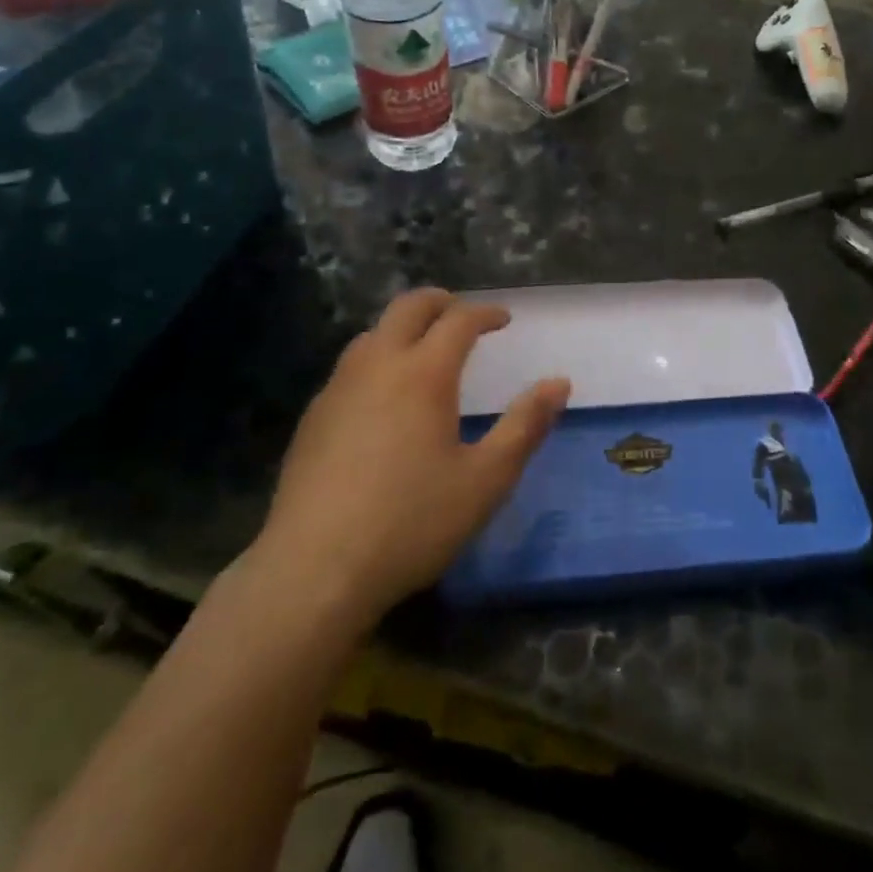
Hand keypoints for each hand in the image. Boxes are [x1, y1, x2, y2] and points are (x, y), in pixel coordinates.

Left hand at [253, 289, 569, 623]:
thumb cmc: (412, 522)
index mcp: (424, 373)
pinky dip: (376, 359)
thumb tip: (559, 383)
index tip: (503, 320)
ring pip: (372, 333)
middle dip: (440, 302)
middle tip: (462, 314)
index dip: (485, 313)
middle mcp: (378, 365)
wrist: (315, 569)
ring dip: (403, 328)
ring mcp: (338, 388)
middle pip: (408, 307)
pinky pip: (350, 367)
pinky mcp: (313, 417)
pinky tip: (382, 398)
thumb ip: (526, 426)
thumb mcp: (486, 479)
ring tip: (423, 351)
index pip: (459, 320)